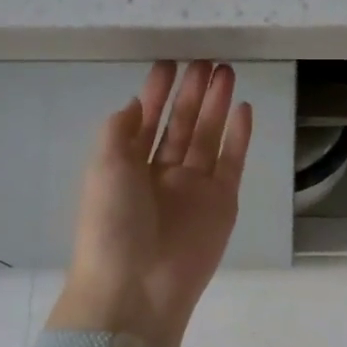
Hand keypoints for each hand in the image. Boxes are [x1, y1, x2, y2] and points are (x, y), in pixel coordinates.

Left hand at [47, 61, 252, 346]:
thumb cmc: (112, 223)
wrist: (138, 286)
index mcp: (128, 166)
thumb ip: (119, 131)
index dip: (157, 91)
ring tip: (226, 72)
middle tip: (206, 61)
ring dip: (216, 106)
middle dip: (192, 93)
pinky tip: (243, 109)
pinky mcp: (222, 203)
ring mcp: (194, 188)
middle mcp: (162, 173)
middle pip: (181, 125)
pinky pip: (232, 162)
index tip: (169, 63)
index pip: (146, 120)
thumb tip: (136, 105)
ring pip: (208, 137)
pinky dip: (238, 137)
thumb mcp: (103, 167)